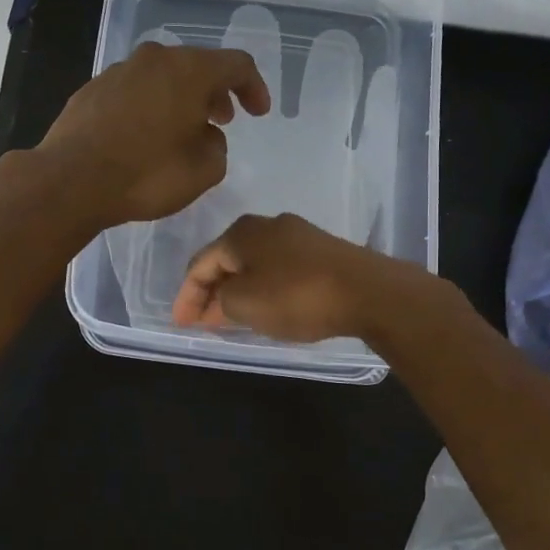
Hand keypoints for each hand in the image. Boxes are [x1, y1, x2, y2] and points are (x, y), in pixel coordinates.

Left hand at [35, 41, 270, 227]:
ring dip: (180, 98)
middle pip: (196, 65)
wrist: (70, 180)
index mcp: (189, 70)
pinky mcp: (92, 89)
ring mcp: (118, 71)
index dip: (253, 87)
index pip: (236, 64)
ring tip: (183, 128)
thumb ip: (216, 147)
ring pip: (162, 76)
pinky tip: (144, 135)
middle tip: (222, 119)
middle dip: (215, 91)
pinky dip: (149, 105)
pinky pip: (133, 90)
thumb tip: (206, 136)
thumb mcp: (202, 171)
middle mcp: (154, 59)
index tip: (258, 113)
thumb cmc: (145, 175)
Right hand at [171, 212, 427, 342]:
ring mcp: (298, 236)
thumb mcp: (243, 304)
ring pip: (255, 265)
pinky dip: (264, 289)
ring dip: (238, 291)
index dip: (186, 296)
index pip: (200, 264)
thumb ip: (220, 301)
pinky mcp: (323, 252)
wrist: (368, 292)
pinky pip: (279, 269)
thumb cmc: (296, 296)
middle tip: (202, 321)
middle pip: (227, 260)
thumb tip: (218, 300)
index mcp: (241, 232)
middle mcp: (267, 225)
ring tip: (231, 318)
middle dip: (211, 291)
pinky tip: (267, 307)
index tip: (181, 324)